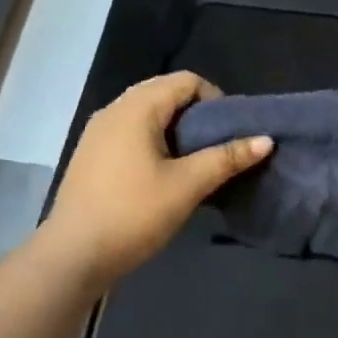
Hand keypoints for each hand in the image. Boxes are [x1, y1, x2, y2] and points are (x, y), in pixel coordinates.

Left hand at [40, 72, 271, 285]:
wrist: (72, 256)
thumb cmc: (133, 214)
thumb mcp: (187, 186)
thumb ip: (227, 158)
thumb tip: (266, 139)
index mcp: (137, 108)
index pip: (186, 81)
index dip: (215, 99)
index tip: (228, 133)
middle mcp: (114, 110)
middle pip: (165, 93)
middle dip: (196, 114)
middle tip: (215, 147)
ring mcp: (98, 132)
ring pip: (147, 114)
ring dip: (176, 129)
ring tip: (194, 162)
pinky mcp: (91, 155)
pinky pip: (131, 132)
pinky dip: (154, 141)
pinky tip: (163, 174)